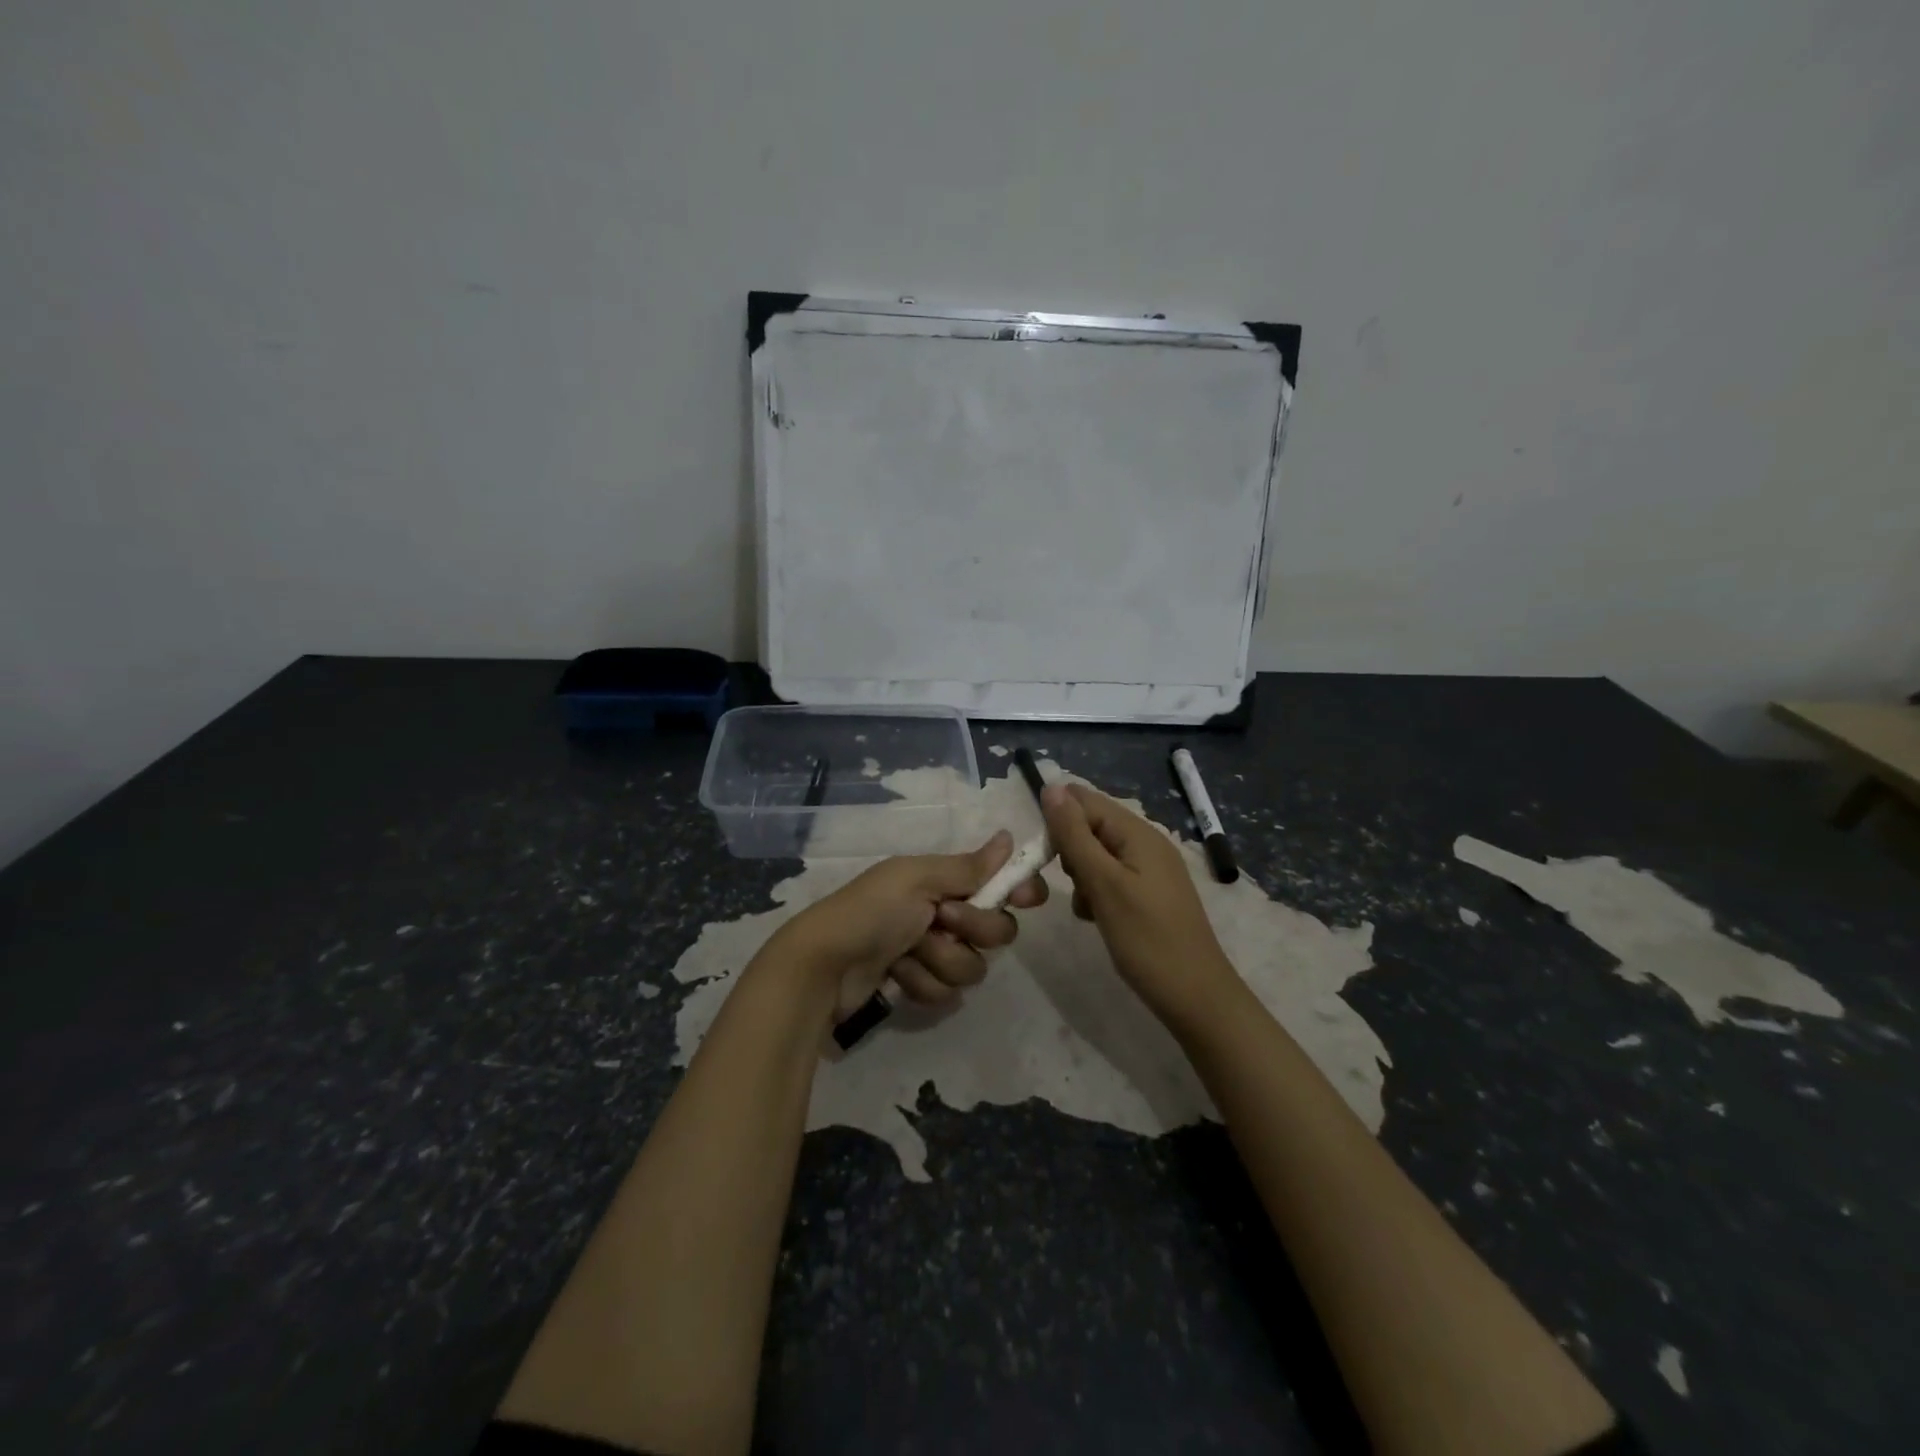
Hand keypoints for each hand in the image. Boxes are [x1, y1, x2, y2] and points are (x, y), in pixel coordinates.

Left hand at [772, 831, 1047, 1018]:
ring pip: (972, 967)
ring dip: (940, 960)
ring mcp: (931, 952)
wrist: (824, 966)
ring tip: (907, 952)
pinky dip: (921, 983)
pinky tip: (895, 974)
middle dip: (973, 930)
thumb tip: (1008, 837)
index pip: (998, 884)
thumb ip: (967, 867)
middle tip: (942, 920)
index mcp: (942, 881)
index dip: (1017, 891)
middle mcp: (943, 914)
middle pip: (996, 931)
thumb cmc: (871, 911)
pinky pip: (947, 992)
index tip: (1027, 898)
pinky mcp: (920, 984)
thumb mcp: (917, 879)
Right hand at [1040, 783, 1243, 1031]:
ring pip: (1097, 854)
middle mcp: (1146, 842)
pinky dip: (1096, 892)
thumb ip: (1075, 835)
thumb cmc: (1147, 939)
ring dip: (1081, 875)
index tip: (1043, 857)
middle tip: (1075, 886)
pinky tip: (1096, 918)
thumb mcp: (1103, 884)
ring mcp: (1149, 869)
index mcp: (1138, 833)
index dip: (1058, 821)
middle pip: (1091, 826)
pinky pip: (1110, 877)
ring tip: (1087, 907)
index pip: (1085, 802)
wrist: (1195, 997)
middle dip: (1070, 851)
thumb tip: (1051, 787)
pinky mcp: (1148, 894)